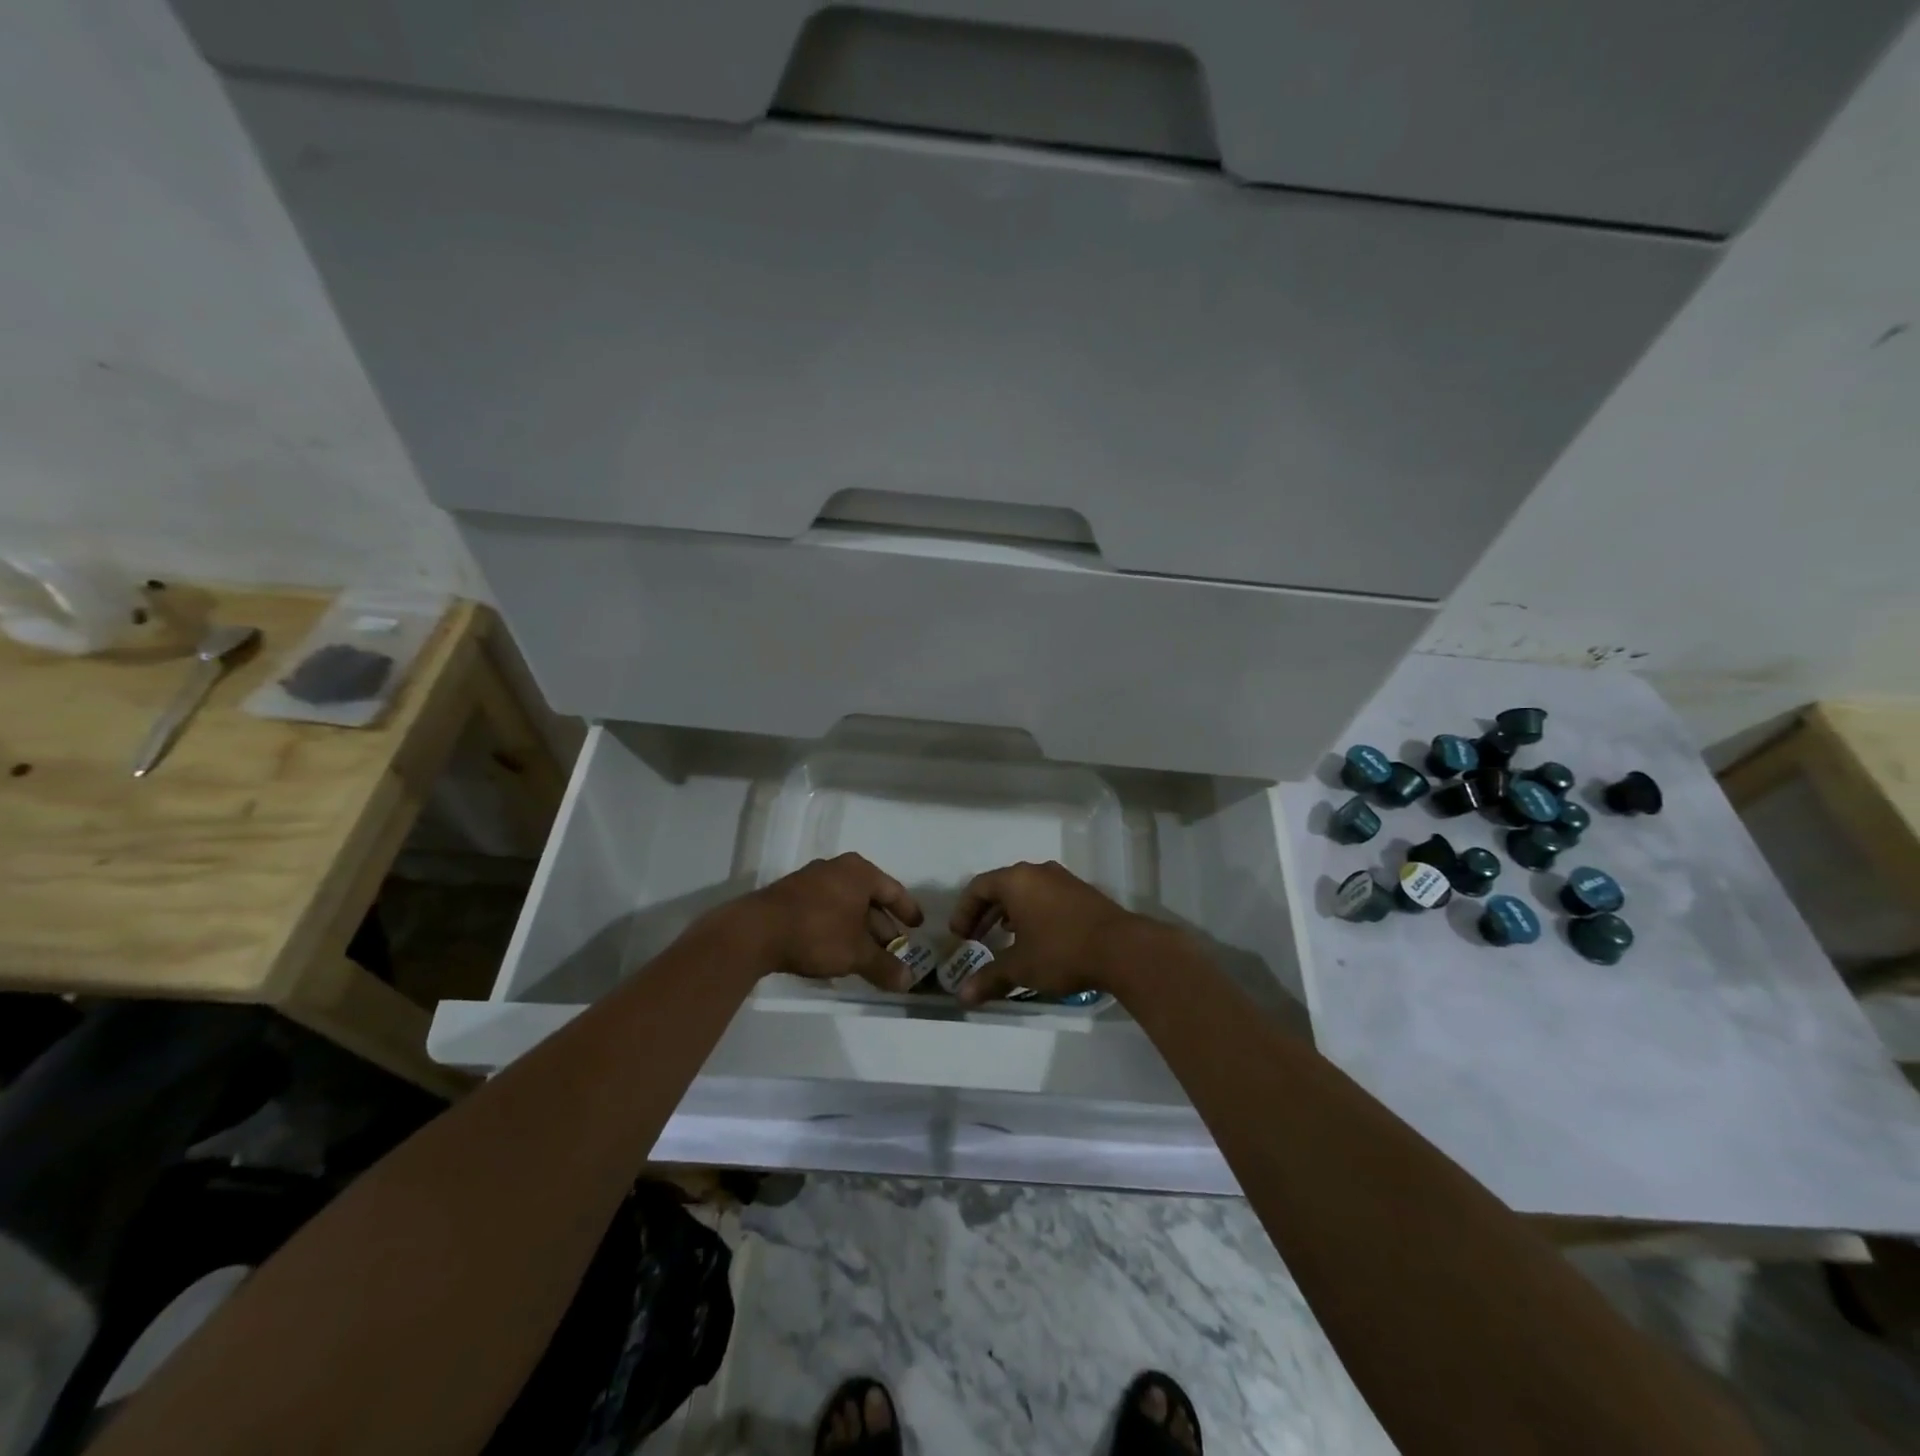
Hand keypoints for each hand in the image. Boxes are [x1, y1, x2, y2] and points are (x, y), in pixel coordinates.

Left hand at [734, 853, 923, 990]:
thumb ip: (884, 966)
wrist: (755, 931)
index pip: (893, 890)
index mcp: (859, 872)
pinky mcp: (791, 896)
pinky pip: (826, 909)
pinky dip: (838, 927)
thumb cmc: (817, 933)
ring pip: (846, 905)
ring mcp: (811, 880)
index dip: (907, 910)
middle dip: (882, 925)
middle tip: (895, 948)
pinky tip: (838, 950)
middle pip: (869, 897)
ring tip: (868, 955)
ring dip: (859, 929)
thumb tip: (908, 982)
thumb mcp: (856, 953)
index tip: (918, 926)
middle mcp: (837, 869)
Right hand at [948, 860, 1154, 1006]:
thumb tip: (962, 997)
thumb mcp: (1020, 967)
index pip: (978, 887)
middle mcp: (1038, 872)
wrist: (1122, 948)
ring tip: (1004, 938)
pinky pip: (1046, 896)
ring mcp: (1063, 880)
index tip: (959, 936)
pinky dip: (1032, 913)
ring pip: (1026, 891)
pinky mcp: (1082, 893)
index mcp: (1017, 880)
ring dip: (1009, 913)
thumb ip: (989, 978)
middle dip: (985, 912)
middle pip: (1001, 886)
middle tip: (976, 938)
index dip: (964, 911)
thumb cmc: (1061, 951)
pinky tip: (1037, 938)